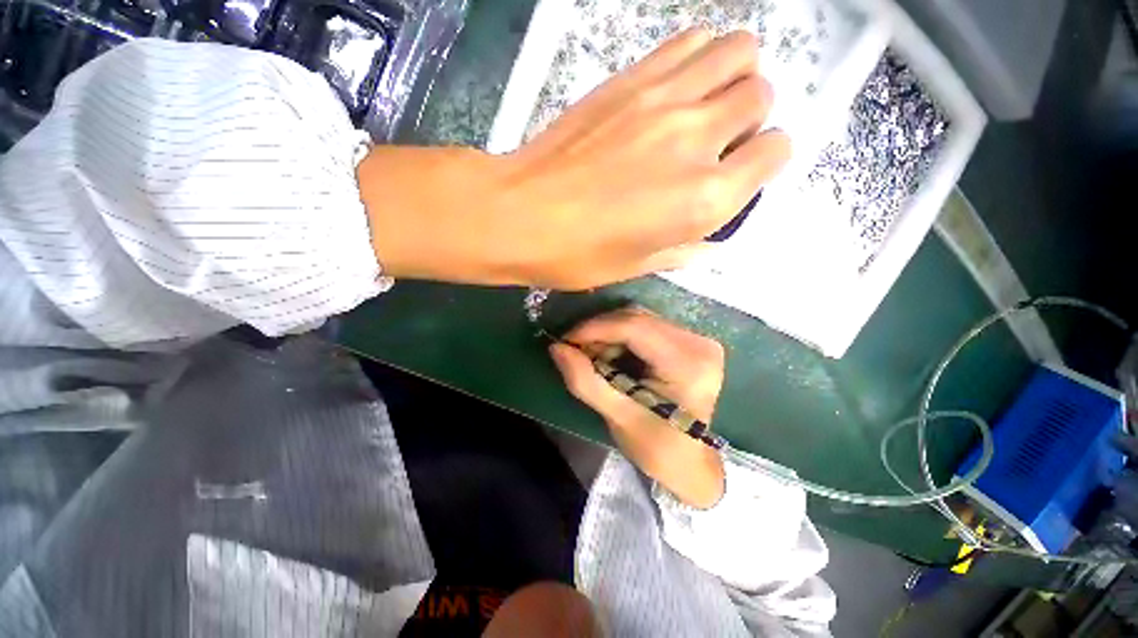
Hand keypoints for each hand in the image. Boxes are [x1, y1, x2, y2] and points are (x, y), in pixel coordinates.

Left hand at [359, 28, 789, 289]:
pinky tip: (679, 84)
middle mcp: (698, 141)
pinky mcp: (632, 78)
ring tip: (707, 103)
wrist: (521, 214)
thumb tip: (709, 238)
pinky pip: (691, 40)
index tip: (740, 171)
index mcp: (705, 200)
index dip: (763, 162)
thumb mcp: (638, 266)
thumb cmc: (578, 254)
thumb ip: (685, 250)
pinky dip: (700, 54)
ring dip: (734, 75)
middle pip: (761, 96)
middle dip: (750, 118)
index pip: (775, 153)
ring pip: (738, 51)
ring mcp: (665, 100)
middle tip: (718, 140)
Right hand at [549, 308, 725, 507]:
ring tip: (593, 357)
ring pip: (639, 318)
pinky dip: (621, 337)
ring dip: (609, 333)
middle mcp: (698, 343)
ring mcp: (696, 339)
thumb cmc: (658, 448)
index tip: (565, 340)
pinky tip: (611, 355)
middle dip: (600, 331)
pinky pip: (646, 326)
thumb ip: (586, 382)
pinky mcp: (689, 341)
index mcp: (687, 364)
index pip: (635, 328)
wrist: (690, 462)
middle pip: (637, 318)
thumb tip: (556, 348)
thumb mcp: (618, 418)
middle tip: (576, 351)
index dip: (595, 328)